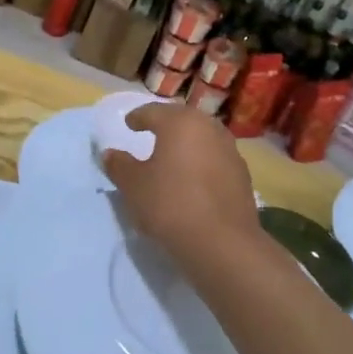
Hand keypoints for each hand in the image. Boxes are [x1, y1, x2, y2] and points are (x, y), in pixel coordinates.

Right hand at [102, 103, 260, 267]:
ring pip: (203, 138)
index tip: (129, 123)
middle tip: (152, 133)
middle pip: (183, 120)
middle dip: (166, 125)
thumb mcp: (133, 186)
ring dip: (187, 143)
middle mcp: (209, 128)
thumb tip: (110, 154)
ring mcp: (230, 151)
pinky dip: (202, 162)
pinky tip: (193, 179)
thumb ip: (119, 165)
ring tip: (173, 156)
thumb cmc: (170, 204)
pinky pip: (215, 159)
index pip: (153, 112)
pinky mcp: (242, 175)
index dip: (138, 117)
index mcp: (180, 123)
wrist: (221, 242)